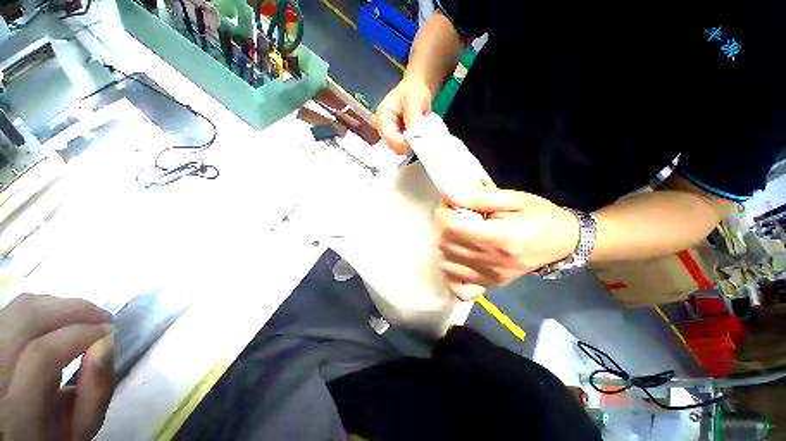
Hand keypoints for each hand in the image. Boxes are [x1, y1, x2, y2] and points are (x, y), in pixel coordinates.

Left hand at [0, 294, 113, 440]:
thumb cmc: (59, 436)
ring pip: (19, 309)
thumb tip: (108, 342)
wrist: (20, 431)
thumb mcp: (82, 428)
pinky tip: (61, 320)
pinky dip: (44, 308)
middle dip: (72, 309)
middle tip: (103, 317)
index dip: (80, 334)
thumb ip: (95, 390)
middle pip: (26, 320)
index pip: (43, 354)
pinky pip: (14, 311)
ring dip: (59, 305)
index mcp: (17, 412)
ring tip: (86, 317)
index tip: (111, 332)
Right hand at [375, 77, 433, 154]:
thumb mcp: (413, 99)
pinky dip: (415, 146)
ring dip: (413, 146)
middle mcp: (384, 130)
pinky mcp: (400, 140)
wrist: (418, 90)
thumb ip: (413, 116)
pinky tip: (421, 139)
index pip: (389, 138)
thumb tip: (415, 134)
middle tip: (423, 139)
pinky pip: (407, 148)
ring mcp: (392, 136)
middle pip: (394, 147)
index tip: (417, 140)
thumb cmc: (413, 91)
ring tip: (423, 137)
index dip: (403, 143)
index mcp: (382, 118)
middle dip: (408, 146)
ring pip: (401, 150)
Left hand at [436, 188, 580, 299]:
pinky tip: (455, 261)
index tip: (449, 206)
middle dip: (442, 227)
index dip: (443, 214)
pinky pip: (459, 290)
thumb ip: (477, 197)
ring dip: (445, 246)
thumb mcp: (512, 198)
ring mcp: (490, 278)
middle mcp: (492, 262)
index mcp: (500, 237)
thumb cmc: (539, 215)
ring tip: (456, 235)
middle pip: (446, 245)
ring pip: (447, 264)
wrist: (564, 242)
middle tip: (453, 218)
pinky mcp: (490, 286)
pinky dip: (450, 276)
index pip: (452, 228)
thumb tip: (446, 192)